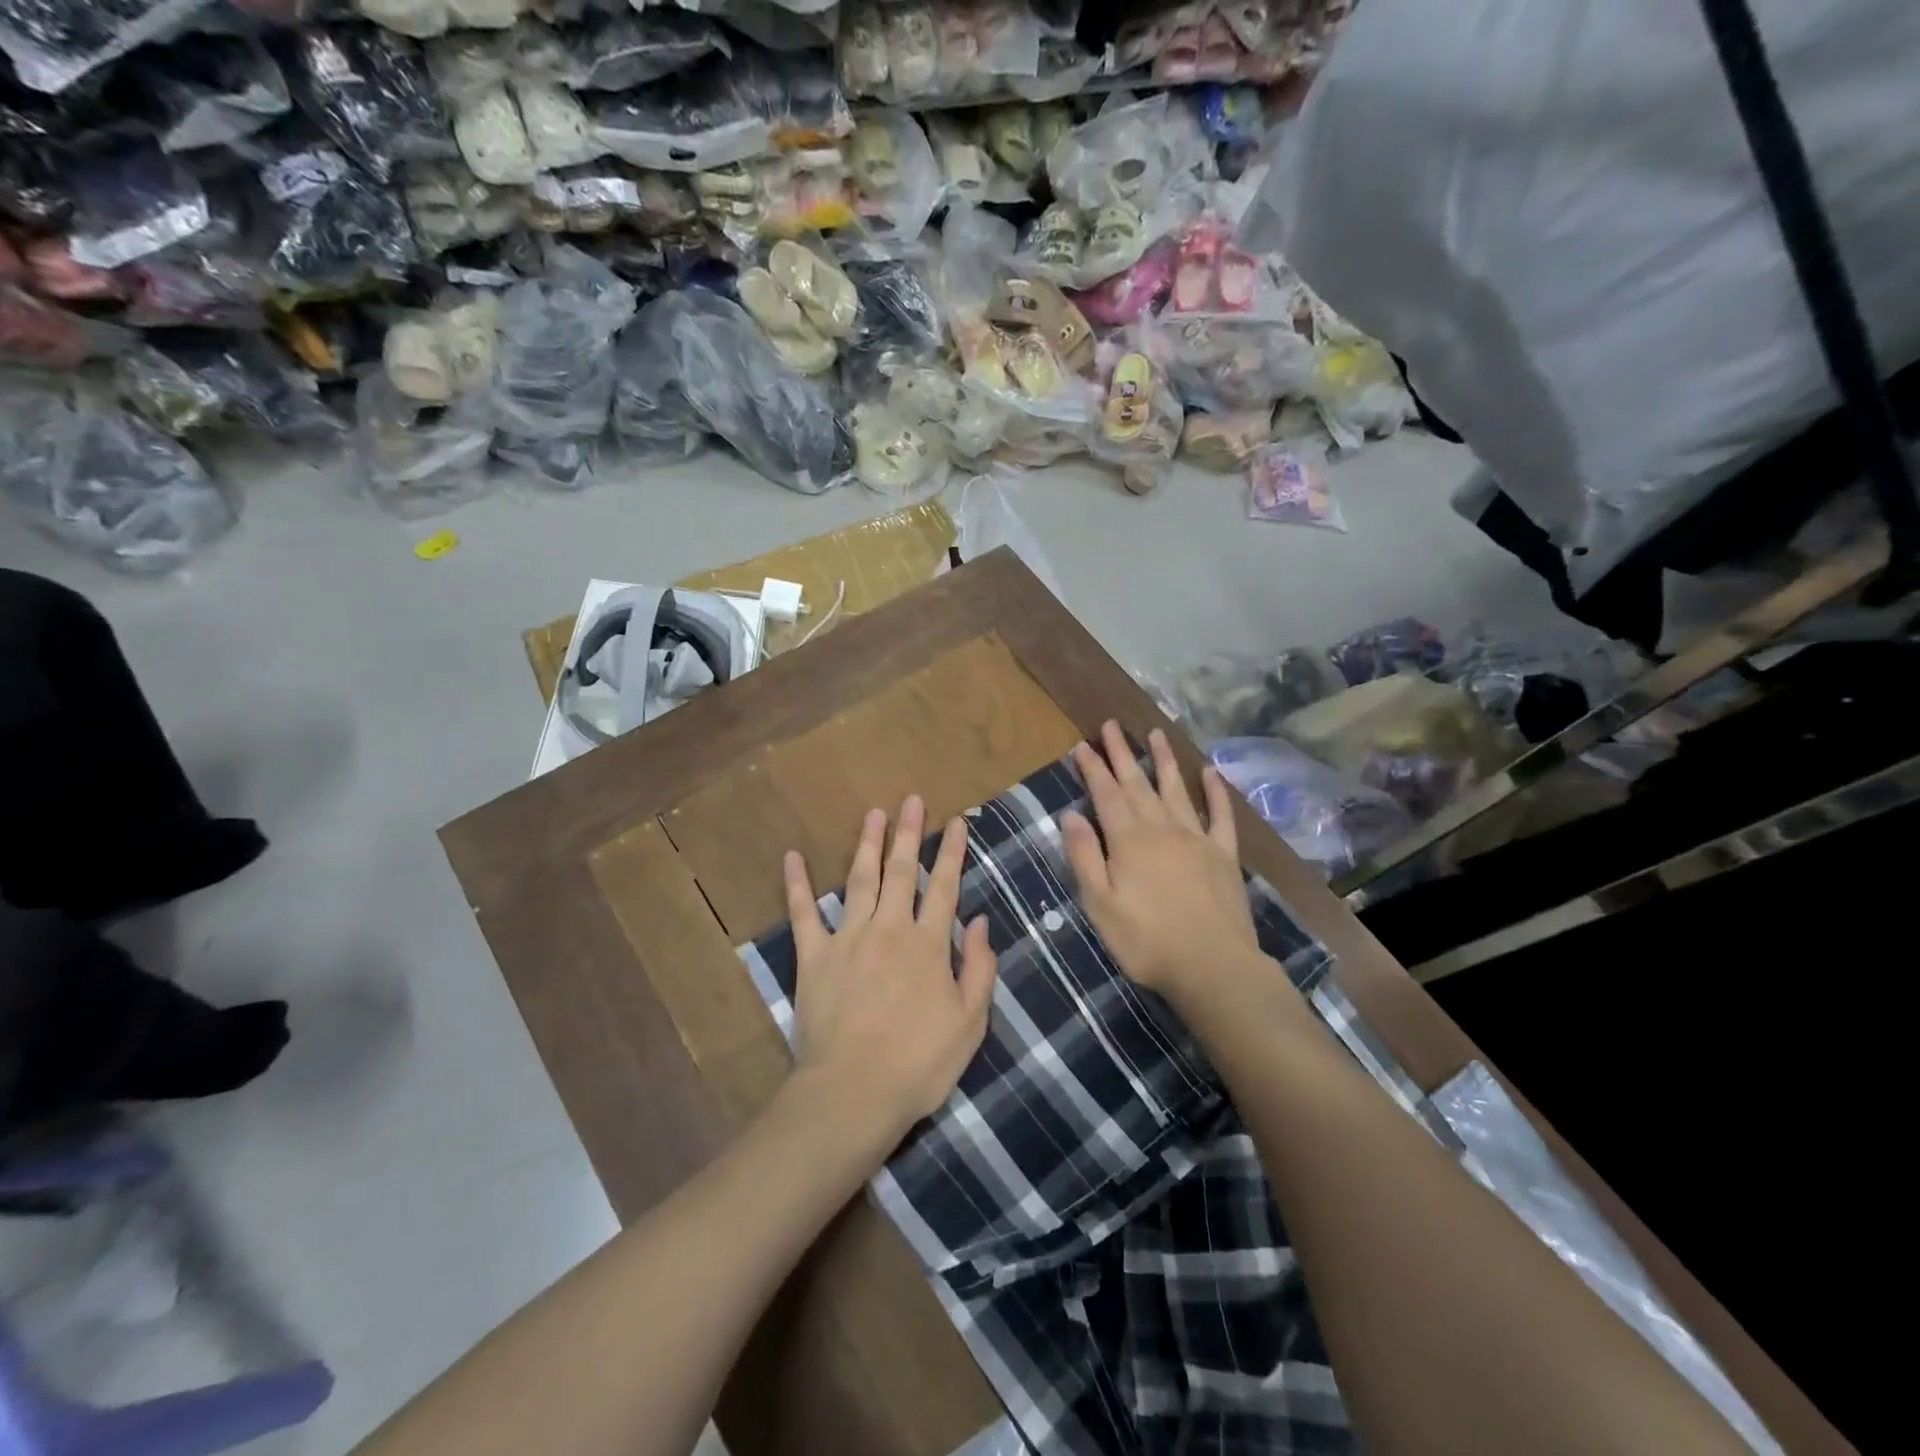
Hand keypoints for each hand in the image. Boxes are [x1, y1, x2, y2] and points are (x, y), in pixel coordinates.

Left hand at [783, 795, 997, 1148]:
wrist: (853, 1093)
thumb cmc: (919, 1063)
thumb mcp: (969, 1022)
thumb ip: (978, 967)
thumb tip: (980, 921)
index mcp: (928, 944)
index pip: (945, 887)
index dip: (952, 852)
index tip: (957, 822)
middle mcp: (889, 929)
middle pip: (902, 871)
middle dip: (909, 833)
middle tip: (912, 800)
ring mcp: (848, 938)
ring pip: (860, 880)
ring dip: (868, 844)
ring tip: (874, 814)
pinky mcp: (813, 956)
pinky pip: (803, 913)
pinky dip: (797, 884)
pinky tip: (793, 857)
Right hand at [1062, 722, 1267, 1005]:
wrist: (1214, 967)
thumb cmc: (1147, 941)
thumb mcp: (1100, 904)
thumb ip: (1085, 857)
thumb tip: (1070, 815)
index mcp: (1129, 840)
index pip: (1106, 794)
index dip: (1093, 768)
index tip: (1082, 745)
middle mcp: (1163, 828)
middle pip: (1139, 784)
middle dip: (1123, 753)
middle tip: (1112, 725)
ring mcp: (1198, 838)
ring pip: (1177, 790)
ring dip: (1165, 761)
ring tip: (1156, 733)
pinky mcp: (1224, 855)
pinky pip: (1220, 815)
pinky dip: (1216, 792)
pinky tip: (1211, 773)